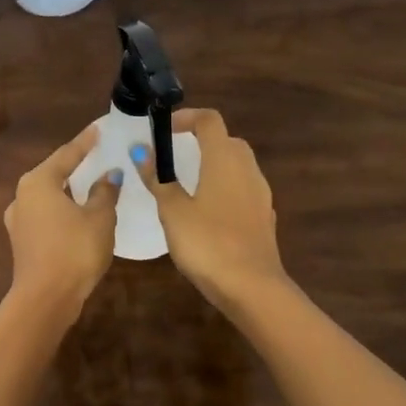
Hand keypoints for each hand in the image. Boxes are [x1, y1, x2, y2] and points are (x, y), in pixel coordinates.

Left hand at [3, 124, 121, 313]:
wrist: (45, 299)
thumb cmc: (74, 250)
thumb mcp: (99, 218)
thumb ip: (104, 192)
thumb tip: (109, 175)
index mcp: (38, 182)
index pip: (67, 154)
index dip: (86, 142)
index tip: (99, 128)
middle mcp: (22, 196)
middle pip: (53, 173)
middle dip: (75, 165)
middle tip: (97, 154)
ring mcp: (18, 220)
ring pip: (48, 196)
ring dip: (68, 189)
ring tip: (91, 182)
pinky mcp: (22, 241)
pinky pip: (46, 215)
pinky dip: (63, 209)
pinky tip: (78, 213)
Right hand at [136, 108, 286, 309]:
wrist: (252, 288)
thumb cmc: (207, 243)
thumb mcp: (173, 211)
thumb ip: (158, 179)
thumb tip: (141, 151)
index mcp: (224, 160)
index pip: (210, 120)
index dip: (187, 117)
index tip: (165, 130)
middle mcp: (247, 169)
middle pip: (227, 140)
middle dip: (202, 140)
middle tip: (176, 155)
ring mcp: (260, 194)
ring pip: (239, 165)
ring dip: (215, 164)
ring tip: (188, 183)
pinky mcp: (264, 217)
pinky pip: (244, 189)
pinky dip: (226, 188)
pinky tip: (209, 211)